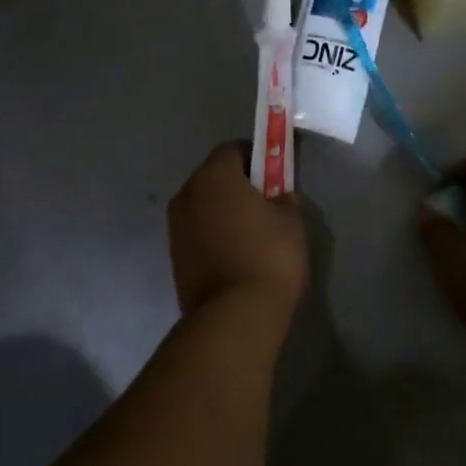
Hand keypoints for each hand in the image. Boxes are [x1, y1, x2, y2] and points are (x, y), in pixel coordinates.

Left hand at [167, 143, 307, 318]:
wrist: (234, 316)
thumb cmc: (269, 257)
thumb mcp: (292, 221)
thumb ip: (285, 198)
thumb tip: (279, 197)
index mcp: (214, 176)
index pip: (233, 149)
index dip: (256, 156)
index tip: (275, 172)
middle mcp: (187, 194)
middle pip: (214, 177)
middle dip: (238, 184)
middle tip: (266, 202)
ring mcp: (176, 227)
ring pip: (204, 206)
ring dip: (223, 211)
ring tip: (252, 233)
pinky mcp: (174, 256)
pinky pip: (198, 232)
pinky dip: (214, 235)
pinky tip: (236, 254)